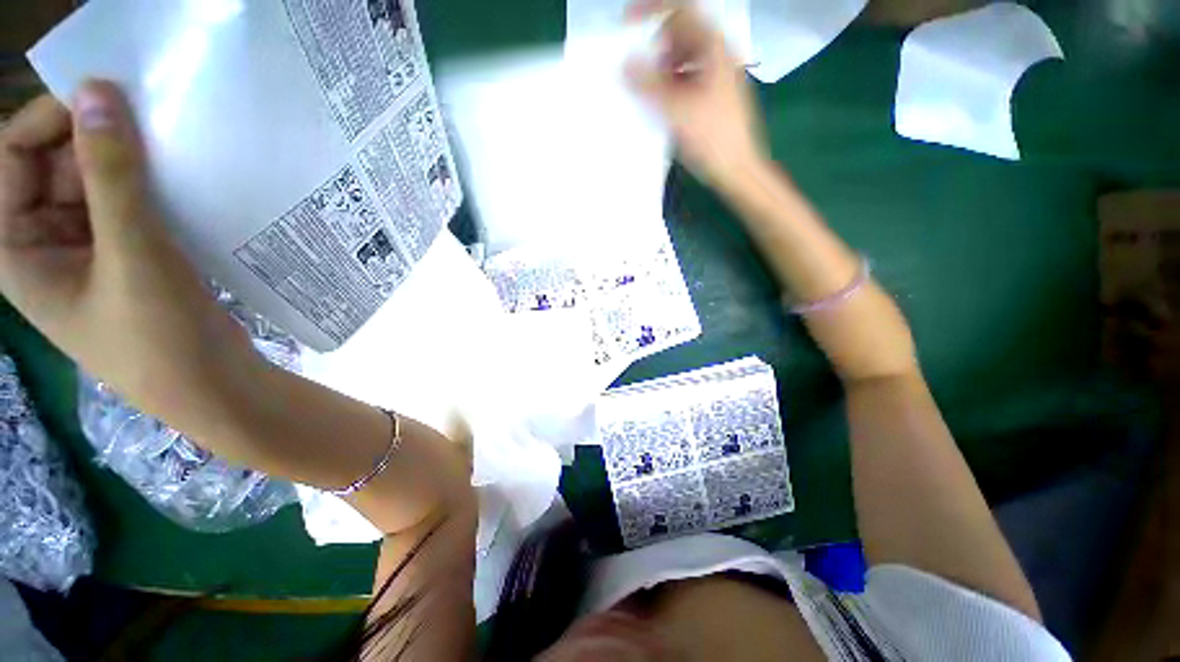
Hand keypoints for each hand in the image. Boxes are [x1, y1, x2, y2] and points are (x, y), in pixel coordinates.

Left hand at [0, 81, 258, 428]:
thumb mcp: (132, 257)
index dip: (53, 119)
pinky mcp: (124, 254)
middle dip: (97, 138)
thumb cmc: (160, 338)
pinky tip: (181, 184)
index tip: (110, 97)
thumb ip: (110, 177)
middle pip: (55, 163)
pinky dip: (149, 187)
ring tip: (173, 153)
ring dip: (128, 163)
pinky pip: (125, 203)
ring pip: (94, 181)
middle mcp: (40, 241)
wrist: (214, 386)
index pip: (13, 155)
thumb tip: (98, 92)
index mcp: (15, 247)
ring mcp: (84, 248)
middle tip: (152, 122)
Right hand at [626, 0, 766, 188]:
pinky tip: (662, 103)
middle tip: (638, 67)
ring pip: (684, 57)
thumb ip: (649, 85)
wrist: (738, 169)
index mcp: (714, 48)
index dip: (652, 10)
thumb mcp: (677, 110)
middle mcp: (718, 55)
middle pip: (682, 33)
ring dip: (662, 67)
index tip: (627, 24)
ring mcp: (717, 75)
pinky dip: (671, 83)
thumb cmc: (712, 138)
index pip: (681, 9)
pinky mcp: (714, 95)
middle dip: (656, 45)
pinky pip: (688, 77)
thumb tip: (626, 63)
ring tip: (649, 90)